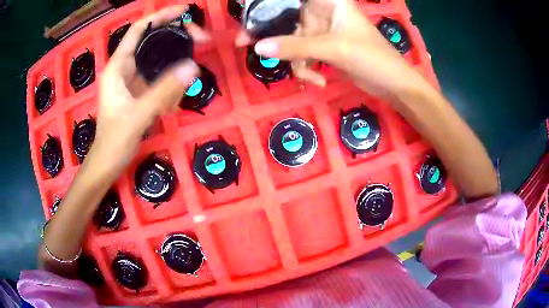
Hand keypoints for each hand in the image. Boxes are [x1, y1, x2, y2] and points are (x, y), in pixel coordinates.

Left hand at [89, 5, 207, 174]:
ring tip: (192, 68)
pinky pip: (158, 78)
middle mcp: (124, 68)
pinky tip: (177, 96)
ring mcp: (132, 80)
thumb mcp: (138, 116)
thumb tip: (192, 66)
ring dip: (175, 61)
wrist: (107, 163)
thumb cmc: (114, 141)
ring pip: (157, 60)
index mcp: (117, 67)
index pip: (139, 30)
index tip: (184, 12)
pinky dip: (171, 81)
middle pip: (151, 41)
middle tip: (200, 39)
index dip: (160, 16)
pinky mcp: (138, 91)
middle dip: (175, 37)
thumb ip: (163, 92)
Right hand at [245, 0, 427, 98]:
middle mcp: (322, 12)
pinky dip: (306, 69)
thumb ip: (295, 46)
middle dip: (270, 35)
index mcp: (328, 2)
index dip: (270, 4)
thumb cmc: (371, 57)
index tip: (249, 10)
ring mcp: (321, 31)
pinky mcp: (323, 49)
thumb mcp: (333, 48)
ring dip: (295, 61)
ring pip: (292, 41)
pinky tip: (319, 81)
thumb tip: (258, 47)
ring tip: (310, 76)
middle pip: (285, 18)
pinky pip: (302, 56)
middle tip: (244, 43)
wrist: (392, 85)